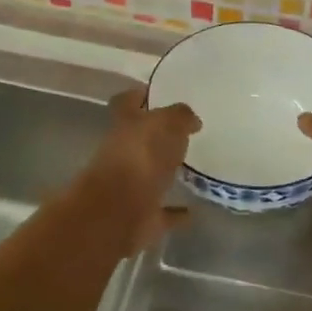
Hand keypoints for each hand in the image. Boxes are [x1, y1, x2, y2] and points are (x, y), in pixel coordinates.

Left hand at [79, 89, 201, 253]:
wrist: (119, 211)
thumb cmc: (141, 156)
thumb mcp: (167, 123)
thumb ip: (180, 117)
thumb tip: (191, 121)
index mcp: (125, 125)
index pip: (127, 102)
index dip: (139, 96)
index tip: (157, 93)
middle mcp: (122, 154)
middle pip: (138, 140)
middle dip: (157, 137)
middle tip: (185, 133)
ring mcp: (129, 187)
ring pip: (148, 176)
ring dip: (165, 173)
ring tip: (191, 168)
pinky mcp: (140, 216)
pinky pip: (161, 212)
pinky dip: (174, 211)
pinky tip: (192, 210)